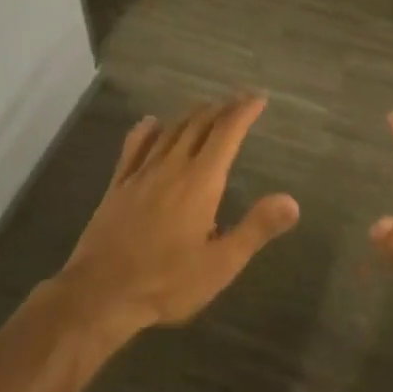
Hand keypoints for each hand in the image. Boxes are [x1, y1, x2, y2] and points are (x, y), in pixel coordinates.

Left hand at [56, 95, 298, 336]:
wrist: (101, 292)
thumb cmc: (167, 282)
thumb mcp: (220, 264)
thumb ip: (256, 228)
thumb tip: (291, 201)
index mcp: (200, 182)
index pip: (226, 134)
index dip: (243, 112)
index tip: (258, 98)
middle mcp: (171, 167)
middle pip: (198, 125)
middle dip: (221, 108)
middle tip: (238, 100)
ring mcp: (141, 173)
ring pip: (170, 131)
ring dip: (191, 115)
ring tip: (206, 108)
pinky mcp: (118, 185)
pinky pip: (134, 147)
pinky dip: (147, 130)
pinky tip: (151, 123)